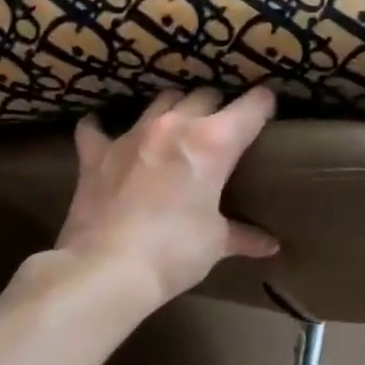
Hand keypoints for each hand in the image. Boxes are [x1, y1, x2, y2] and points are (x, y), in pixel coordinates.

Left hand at [55, 87, 279, 309]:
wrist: (107, 268)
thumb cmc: (175, 252)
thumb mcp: (215, 243)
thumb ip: (243, 236)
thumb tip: (269, 245)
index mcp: (212, 143)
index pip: (251, 107)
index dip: (264, 104)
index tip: (268, 107)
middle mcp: (174, 126)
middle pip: (204, 95)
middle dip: (217, 107)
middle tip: (221, 129)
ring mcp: (131, 135)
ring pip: (161, 100)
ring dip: (174, 109)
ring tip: (176, 126)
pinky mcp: (96, 153)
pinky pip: (95, 128)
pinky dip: (102, 129)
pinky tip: (105, 133)